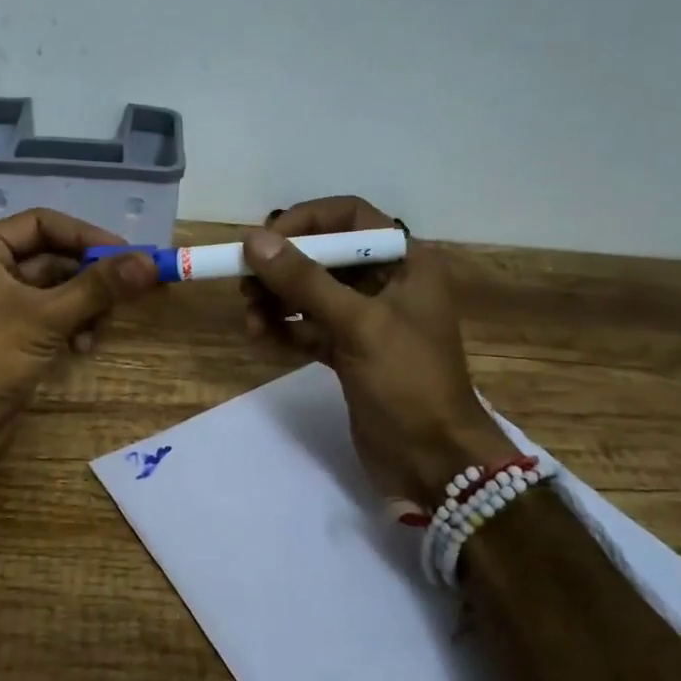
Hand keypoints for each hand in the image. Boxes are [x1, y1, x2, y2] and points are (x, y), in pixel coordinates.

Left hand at [0, 208, 157, 477]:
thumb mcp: (46, 318)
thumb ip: (98, 287)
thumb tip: (150, 262)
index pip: (41, 223)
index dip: (84, 235)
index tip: (126, 253)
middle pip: (51, 257)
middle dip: (89, 276)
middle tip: (129, 290)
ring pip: (54, 290)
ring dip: (84, 305)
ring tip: (100, 326)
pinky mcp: (8, 336)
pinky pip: (48, 316)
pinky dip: (70, 325)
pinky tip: (83, 346)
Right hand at [240, 196, 512, 507]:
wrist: (434, 463)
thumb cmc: (408, 382)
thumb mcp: (358, 325)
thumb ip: (305, 281)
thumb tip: (253, 240)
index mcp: (406, 262)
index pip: (350, 217)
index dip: (306, 221)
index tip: (265, 241)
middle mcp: (386, 283)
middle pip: (323, 255)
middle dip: (282, 268)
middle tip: (245, 286)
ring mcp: (366, 320)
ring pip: (311, 293)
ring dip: (276, 301)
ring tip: (250, 320)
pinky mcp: (350, 353)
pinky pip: (308, 328)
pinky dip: (284, 330)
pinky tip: (260, 338)